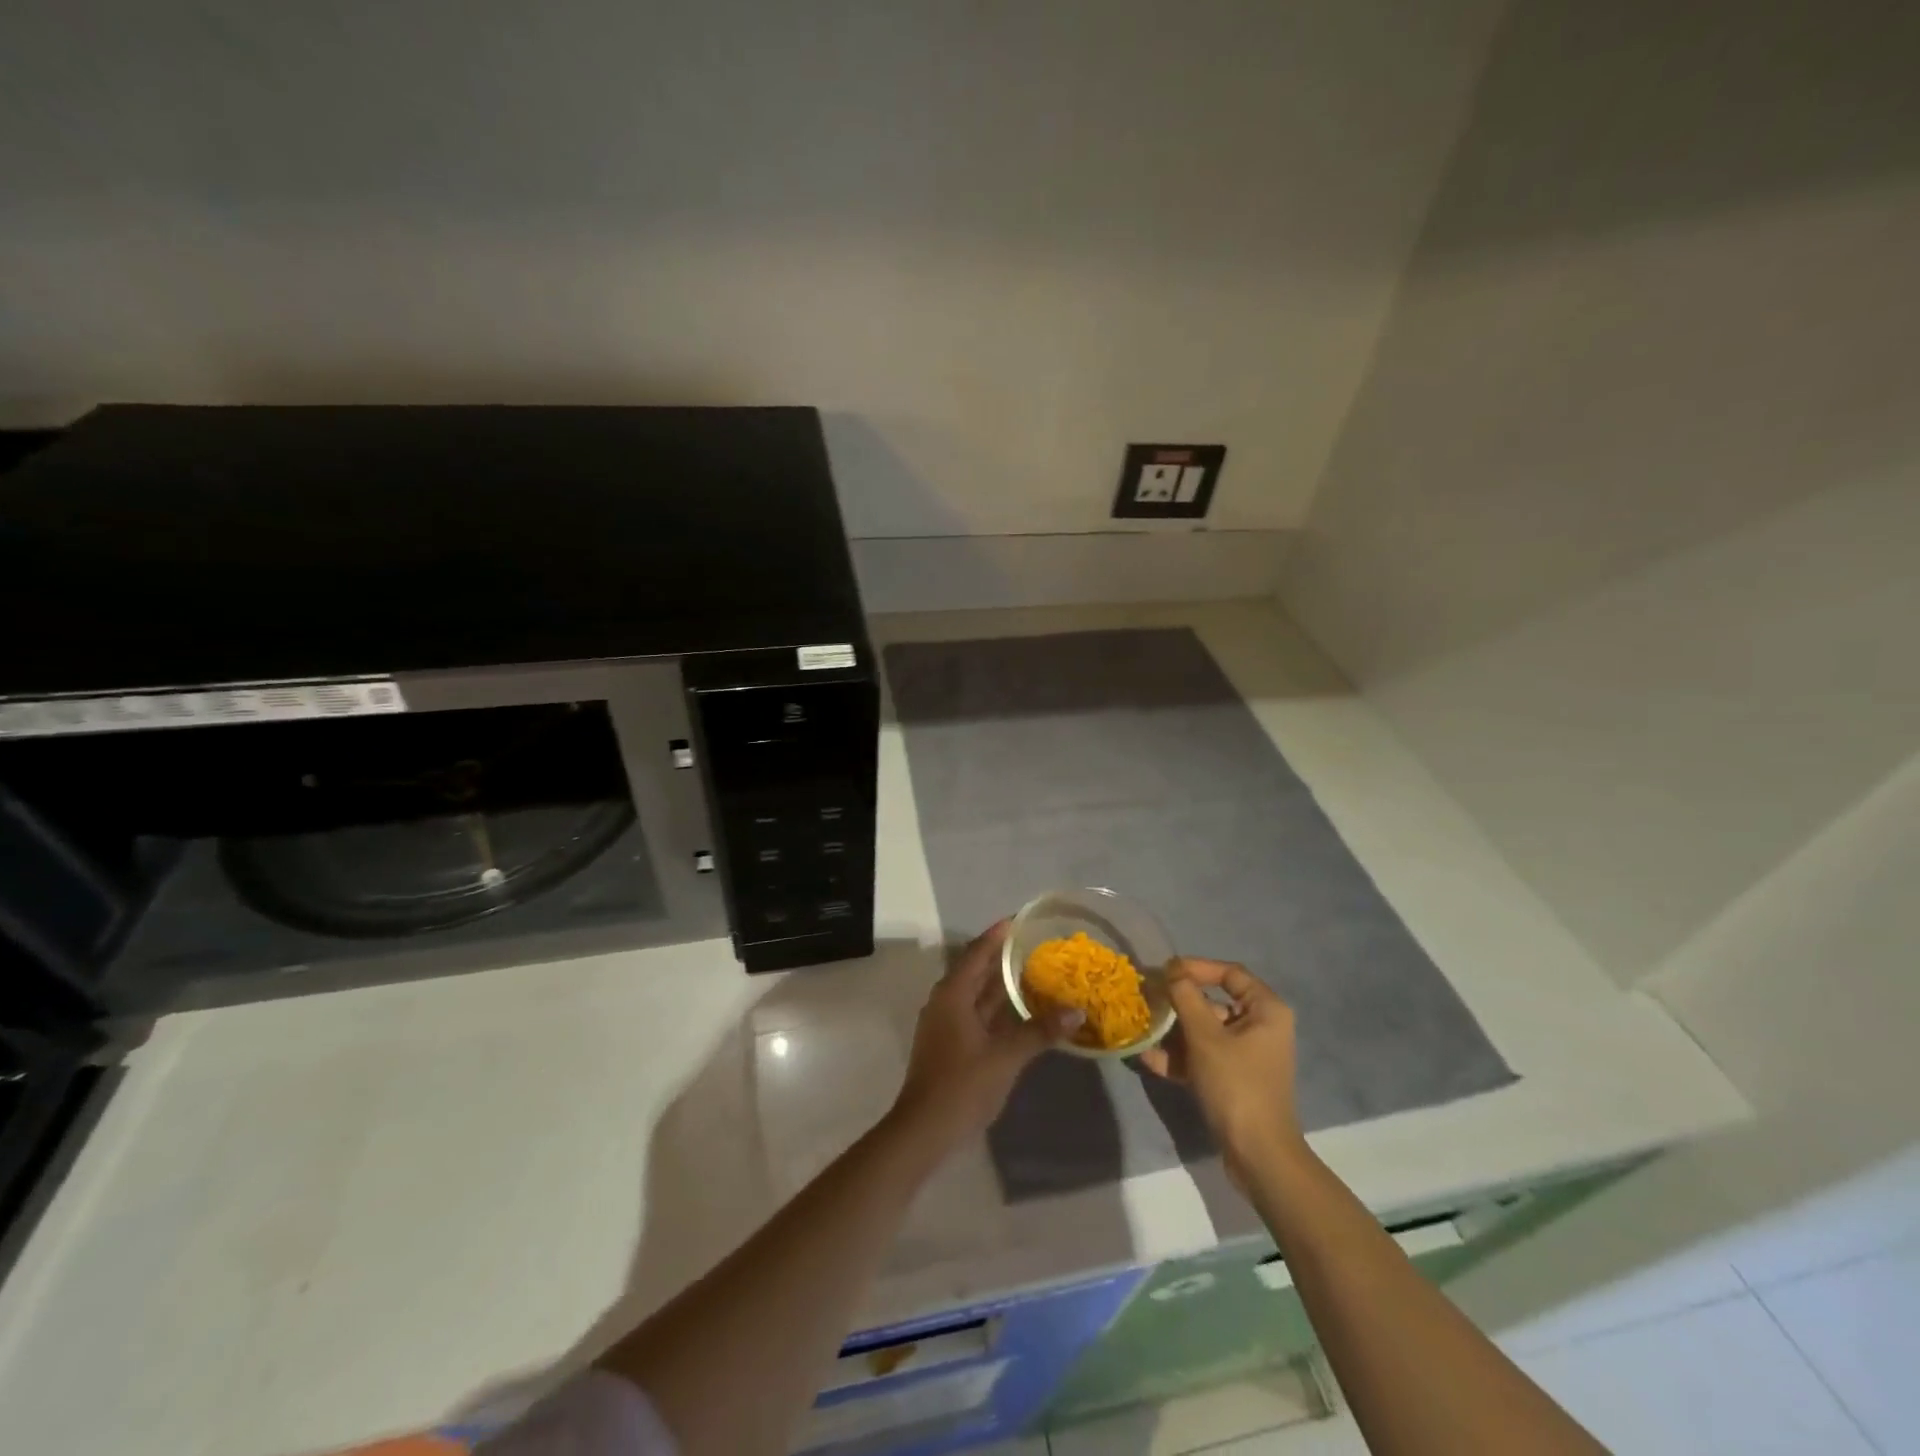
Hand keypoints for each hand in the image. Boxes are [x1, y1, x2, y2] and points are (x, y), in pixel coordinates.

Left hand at [892, 920, 1079, 1150]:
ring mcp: (946, 1024)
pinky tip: (1021, 1011)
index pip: (977, 953)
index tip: (1020, 920)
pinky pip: (977, 1014)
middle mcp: (946, 1002)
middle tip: (1035, 944)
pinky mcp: (951, 1044)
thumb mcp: (1006, 1056)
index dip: (997, 935)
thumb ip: (1040, 1031)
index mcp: (953, 994)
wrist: (925, 1130)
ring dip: (1001, 983)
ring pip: (977, 994)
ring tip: (1034, 970)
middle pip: (976, 970)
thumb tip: (1076, 1011)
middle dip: (1002, 957)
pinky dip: (998, 1008)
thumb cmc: (963, 1084)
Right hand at [1140, 957, 1306, 1179]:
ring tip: (1142, 1027)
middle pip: (1214, 1002)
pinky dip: (1180, 1056)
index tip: (1165, 971)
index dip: (1196, 967)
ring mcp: (1247, 1055)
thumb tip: (1171, 971)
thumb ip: (1185, 998)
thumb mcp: (1205, 1037)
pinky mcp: (1234, 1078)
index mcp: (1266, 1010)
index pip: (1229, 973)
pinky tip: (1147, 1058)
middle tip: (1147, 998)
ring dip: (1174, 1030)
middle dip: (1178, 1002)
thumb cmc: (1236, 1085)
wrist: (1258, 1155)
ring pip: (1205, 1031)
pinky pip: (1204, 1056)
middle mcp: (1260, 1026)